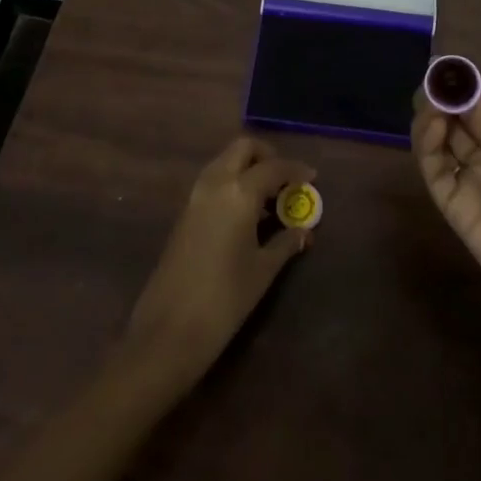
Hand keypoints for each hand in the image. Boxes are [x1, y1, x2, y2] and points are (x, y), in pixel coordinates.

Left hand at [122, 137, 314, 384]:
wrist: (168, 331)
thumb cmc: (225, 299)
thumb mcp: (263, 270)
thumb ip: (285, 243)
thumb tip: (303, 231)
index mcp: (239, 192)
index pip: (274, 167)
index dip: (296, 170)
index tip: (312, 178)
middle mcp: (215, 183)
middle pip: (242, 149)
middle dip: (267, 156)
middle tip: (285, 179)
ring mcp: (195, 197)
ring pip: (224, 162)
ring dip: (247, 168)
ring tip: (269, 198)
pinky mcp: (184, 213)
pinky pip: (213, 181)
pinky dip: (232, 183)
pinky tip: (246, 214)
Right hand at [414, 78, 480, 339]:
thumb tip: (475, 89)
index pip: (477, 112)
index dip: (464, 91)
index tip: (451, 69)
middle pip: (452, 125)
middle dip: (441, 101)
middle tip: (434, 81)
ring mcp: (468, 185)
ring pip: (437, 145)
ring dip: (430, 119)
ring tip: (433, 103)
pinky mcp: (454, 210)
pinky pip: (435, 174)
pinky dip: (427, 147)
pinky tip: (434, 127)